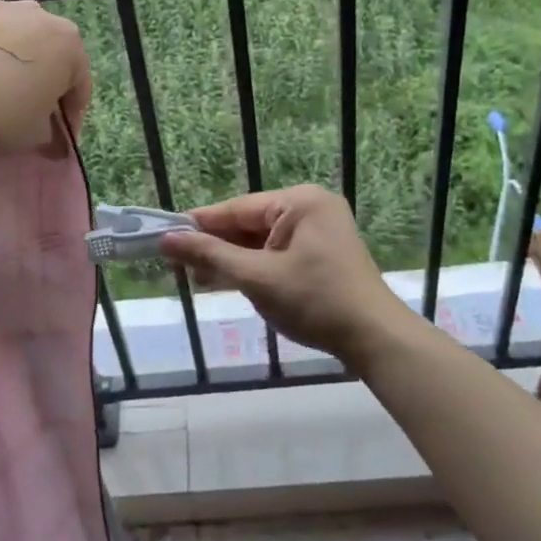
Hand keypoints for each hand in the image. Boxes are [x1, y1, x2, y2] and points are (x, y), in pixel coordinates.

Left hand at [0, 0, 91, 157]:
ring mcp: (1, 4)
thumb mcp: (36, 135)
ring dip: (12, 46)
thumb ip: (50, 133)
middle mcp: (41, 15)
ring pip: (15, 24)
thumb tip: (53, 143)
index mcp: (69, 45)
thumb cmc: (2, 114)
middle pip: (48, 50)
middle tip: (27, 106)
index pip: (79, 83)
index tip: (59, 136)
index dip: (71, 113)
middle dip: (43, 75)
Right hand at [160, 185, 410, 369]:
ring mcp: (319, 231)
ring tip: (197, 277)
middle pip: (249, 223)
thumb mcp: (257, 277)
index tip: (165, 236)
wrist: (375, 339)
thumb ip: (211, 255)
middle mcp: (310, 208)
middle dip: (216, 246)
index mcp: (300, 201)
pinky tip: (228, 280)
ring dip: (232, 259)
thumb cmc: (315, 301)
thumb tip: (166, 240)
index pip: (237, 208)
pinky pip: (277, 253)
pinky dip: (254, 267)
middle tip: (177, 265)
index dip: (200, 224)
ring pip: (261, 240)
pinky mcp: (322, 254)